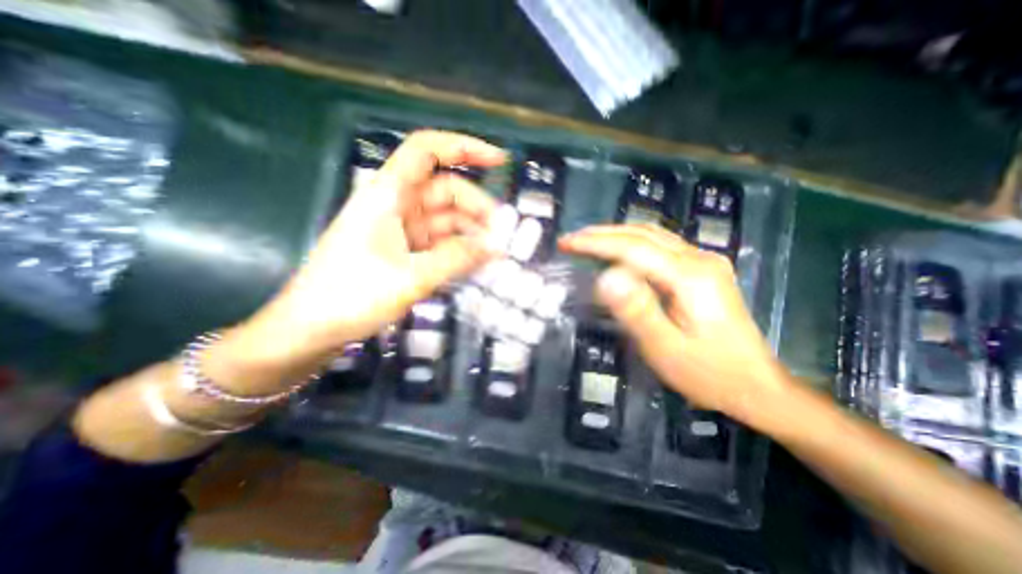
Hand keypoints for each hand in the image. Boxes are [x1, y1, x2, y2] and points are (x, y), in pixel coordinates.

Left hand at [209, 129, 506, 388]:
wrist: (310, 330)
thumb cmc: (351, 297)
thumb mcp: (411, 277)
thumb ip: (457, 258)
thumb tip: (497, 247)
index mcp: (388, 195)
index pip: (427, 151)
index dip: (464, 147)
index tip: (499, 161)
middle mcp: (395, 206)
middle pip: (445, 191)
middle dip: (477, 208)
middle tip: (502, 236)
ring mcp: (399, 231)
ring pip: (445, 220)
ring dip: (471, 233)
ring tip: (494, 255)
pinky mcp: (402, 252)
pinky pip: (439, 243)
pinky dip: (458, 250)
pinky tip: (475, 263)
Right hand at [558, 224, 789, 426]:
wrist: (757, 387)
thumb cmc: (708, 374)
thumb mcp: (666, 349)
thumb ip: (637, 311)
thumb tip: (605, 277)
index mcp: (691, 276)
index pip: (633, 248)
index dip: (595, 243)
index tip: (566, 243)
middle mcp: (700, 258)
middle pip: (643, 234)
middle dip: (601, 233)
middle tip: (570, 240)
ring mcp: (704, 261)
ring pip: (651, 235)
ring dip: (615, 234)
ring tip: (586, 240)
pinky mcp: (702, 269)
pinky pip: (659, 245)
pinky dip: (630, 242)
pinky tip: (617, 250)